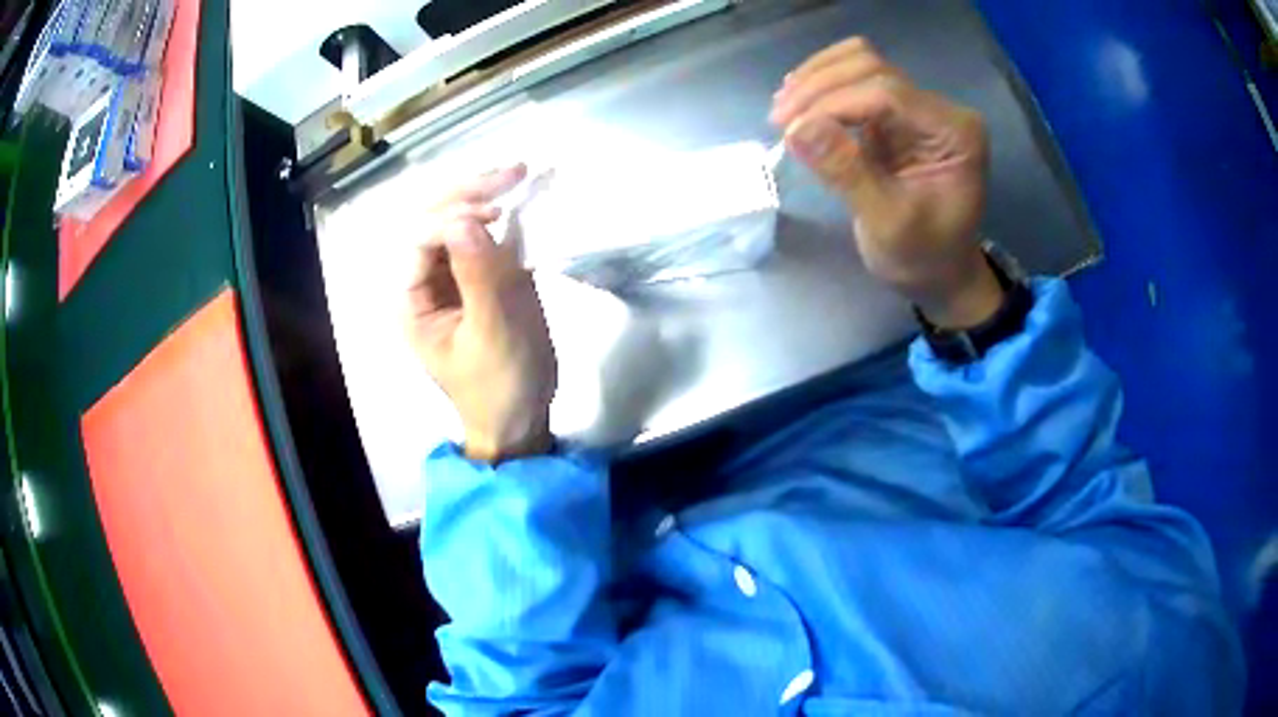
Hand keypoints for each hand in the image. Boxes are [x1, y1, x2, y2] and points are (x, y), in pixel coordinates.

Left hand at [406, 165, 556, 462]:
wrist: (520, 420)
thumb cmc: (500, 386)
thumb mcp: (493, 336)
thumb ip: (480, 277)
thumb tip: (464, 219)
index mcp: (411, 300)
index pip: (420, 238)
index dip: (453, 217)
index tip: (496, 214)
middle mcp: (425, 281)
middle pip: (434, 220)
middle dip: (468, 192)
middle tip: (513, 172)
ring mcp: (453, 277)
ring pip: (457, 221)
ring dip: (484, 195)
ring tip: (519, 173)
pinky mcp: (480, 279)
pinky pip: (483, 237)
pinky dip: (503, 215)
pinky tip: (520, 198)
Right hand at [770, 38, 1002, 328]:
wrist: (939, 274)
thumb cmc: (924, 257)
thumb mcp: (888, 225)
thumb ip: (848, 173)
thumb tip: (798, 129)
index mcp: (955, 133)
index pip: (888, 93)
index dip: (834, 102)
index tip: (790, 130)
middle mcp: (939, 109)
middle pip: (871, 66)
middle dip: (820, 86)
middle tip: (779, 120)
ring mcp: (915, 107)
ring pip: (858, 63)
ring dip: (815, 80)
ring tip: (783, 112)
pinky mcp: (893, 114)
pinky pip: (852, 82)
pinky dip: (820, 88)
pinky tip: (797, 109)